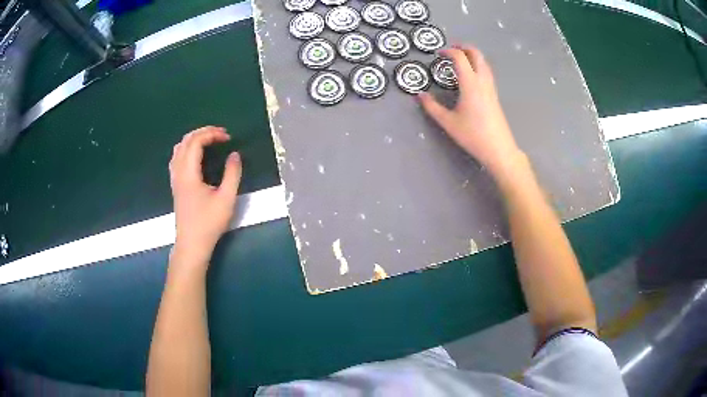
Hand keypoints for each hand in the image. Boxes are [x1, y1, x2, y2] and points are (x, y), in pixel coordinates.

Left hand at [169, 126, 241, 262]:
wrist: (192, 244)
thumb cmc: (209, 223)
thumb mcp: (226, 199)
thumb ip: (232, 174)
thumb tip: (235, 154)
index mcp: (189, 173)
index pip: (196, 142)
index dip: (212, 134)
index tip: (228, 137)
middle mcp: (178, 172)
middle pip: (185, 141)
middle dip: (203, 132)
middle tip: (221, 135)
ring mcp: (175, 179)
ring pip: (178, 148)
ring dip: (193, 139)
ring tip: (209, 141)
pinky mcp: (175, 185)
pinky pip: (177, 158)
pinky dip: (186, 149)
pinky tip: (196, 155)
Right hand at [419, 45, 524, 179]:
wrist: (499, 149)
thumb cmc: (473, 135)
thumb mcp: (448, 122)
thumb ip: (431, 106)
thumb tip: (419, 95)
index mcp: (470, 83)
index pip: (460, 57)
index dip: (448, 51)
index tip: (438, 54)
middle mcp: (482, 81)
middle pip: (476, 54)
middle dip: (463, 47)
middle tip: (451, 49)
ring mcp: (491, 87)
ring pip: (484, 62)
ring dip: (472, 55)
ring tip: (460, 59)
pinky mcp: (495, 95)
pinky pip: (487, 72)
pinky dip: (478, 65)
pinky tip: (471, 75)